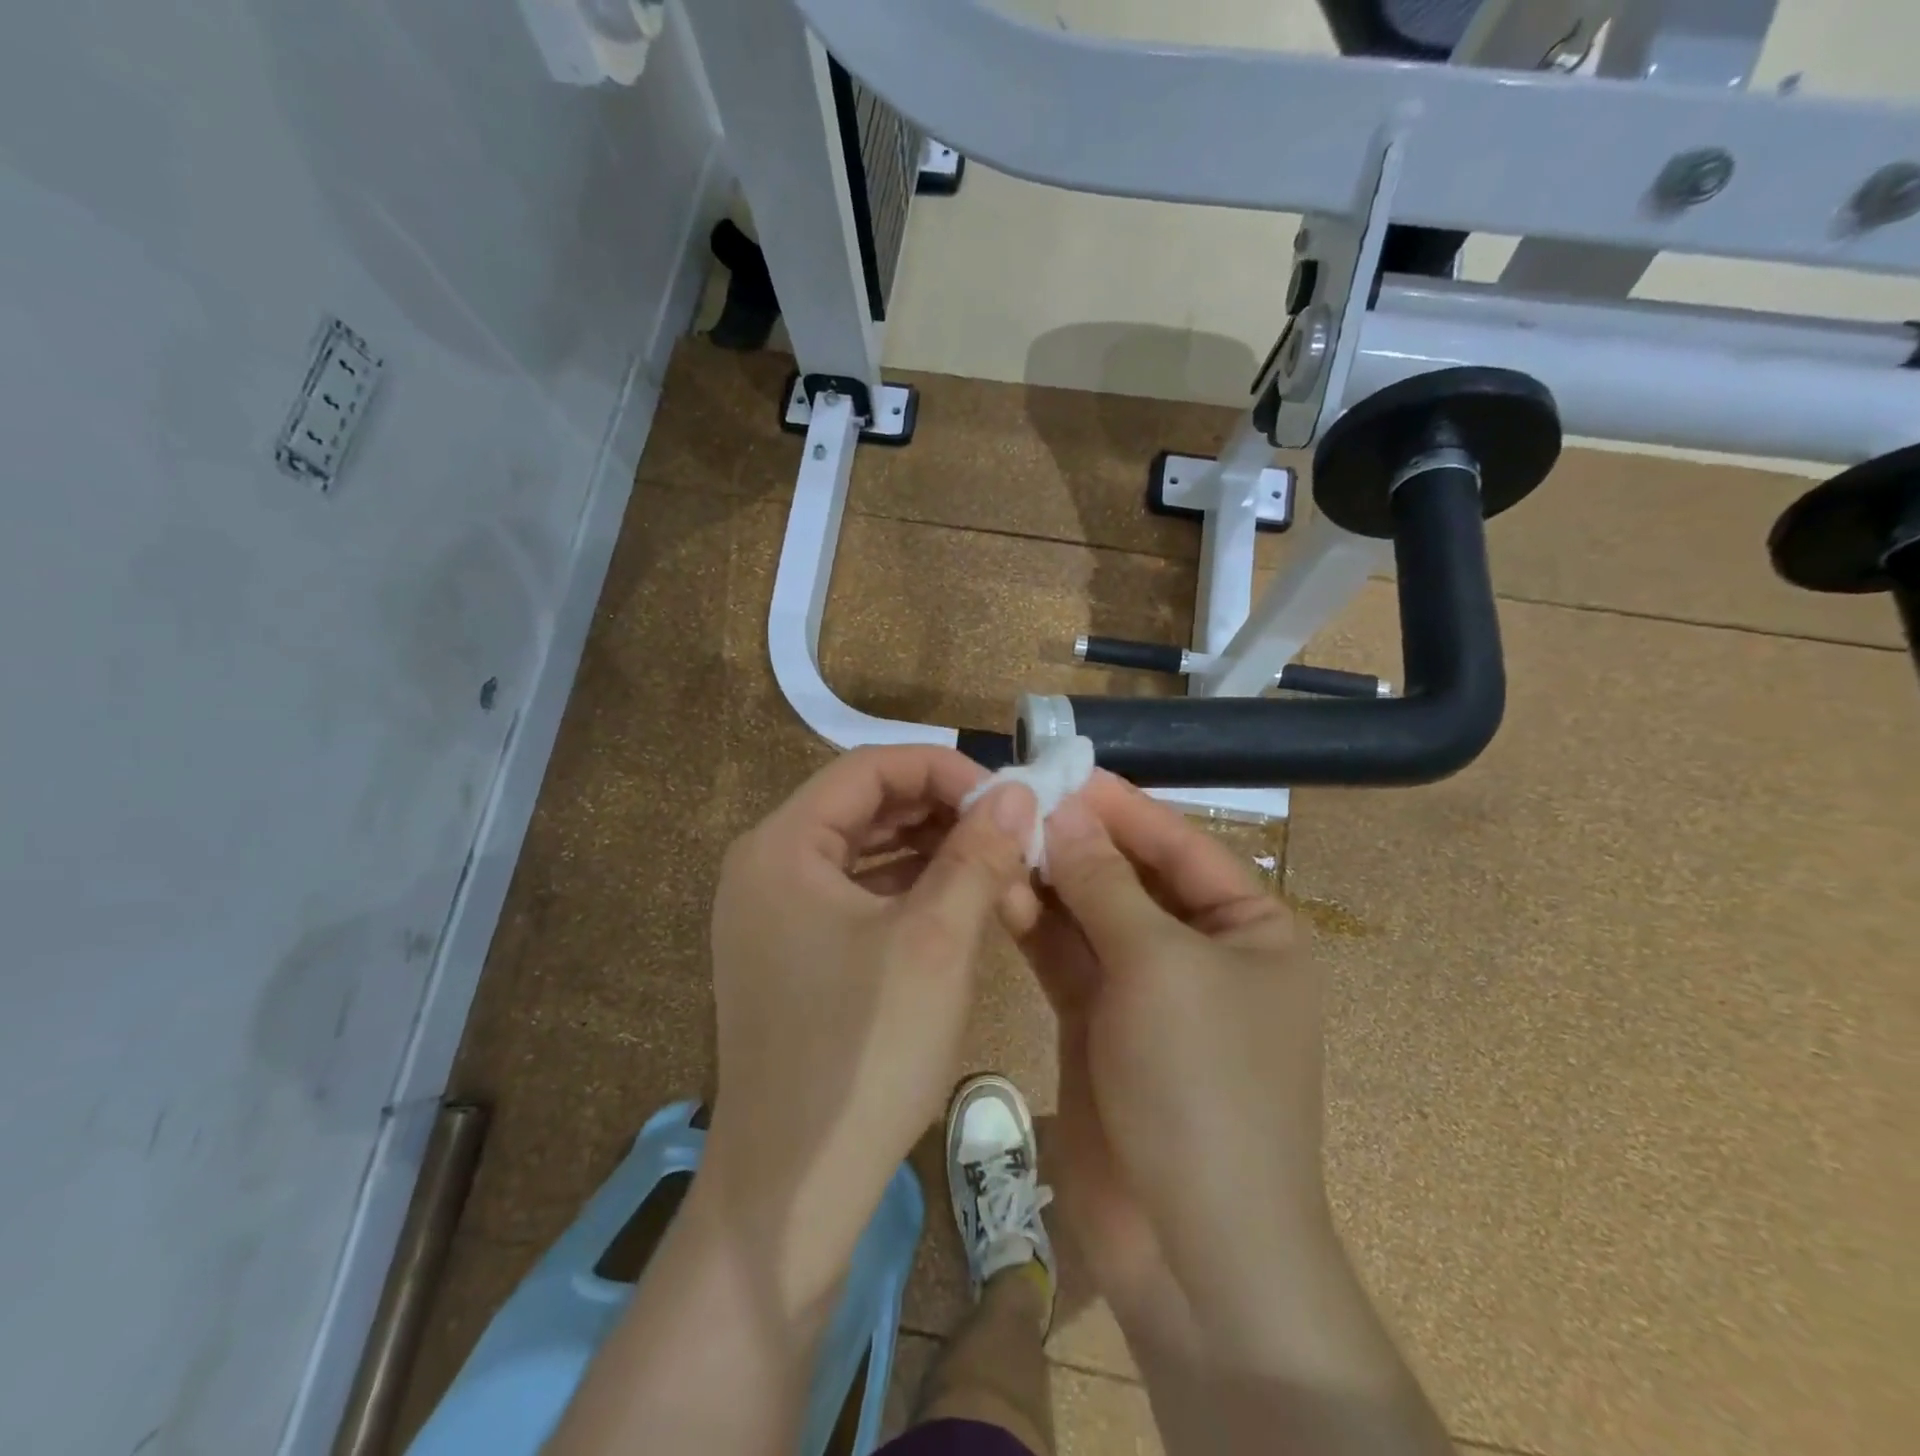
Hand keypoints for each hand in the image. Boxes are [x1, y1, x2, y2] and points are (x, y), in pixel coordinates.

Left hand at [699, 745, 1037, 1309]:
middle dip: (945, 813)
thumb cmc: (863, 1054)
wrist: (793, 1191)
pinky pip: (859, 895)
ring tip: (1000, 869)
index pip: (870, 768)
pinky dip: (912, 891)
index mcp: (782, 845)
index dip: (944, 770)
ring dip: (935, 853)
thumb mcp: (936, 942)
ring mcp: (776, 913)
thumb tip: (1018, 793)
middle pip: (867, 805)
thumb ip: (977, 854)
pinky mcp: (794, 952)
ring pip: (868, 851)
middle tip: (1013, 834)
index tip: (1007, 800)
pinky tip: (964, 904)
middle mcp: (768, 866)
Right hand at [1008, 773, 1329, 1366]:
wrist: (1193, 1250)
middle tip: (1008, 801)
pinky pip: (1066, 958)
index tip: (1057, 770)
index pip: (1176, 844)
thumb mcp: (1159, 966)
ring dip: (1047, 880)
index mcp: (1249, 928)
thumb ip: (1104, 883)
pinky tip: (996, 894)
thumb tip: (1063, 812)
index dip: (1119, 806)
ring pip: (1089, 915)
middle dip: (1073, 841)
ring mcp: (1146, 990)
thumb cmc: (1203, 1087)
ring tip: (992, 841)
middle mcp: (1199, 951)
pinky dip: (1035, 926)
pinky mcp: (1099, 1023)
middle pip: (1128, 876)